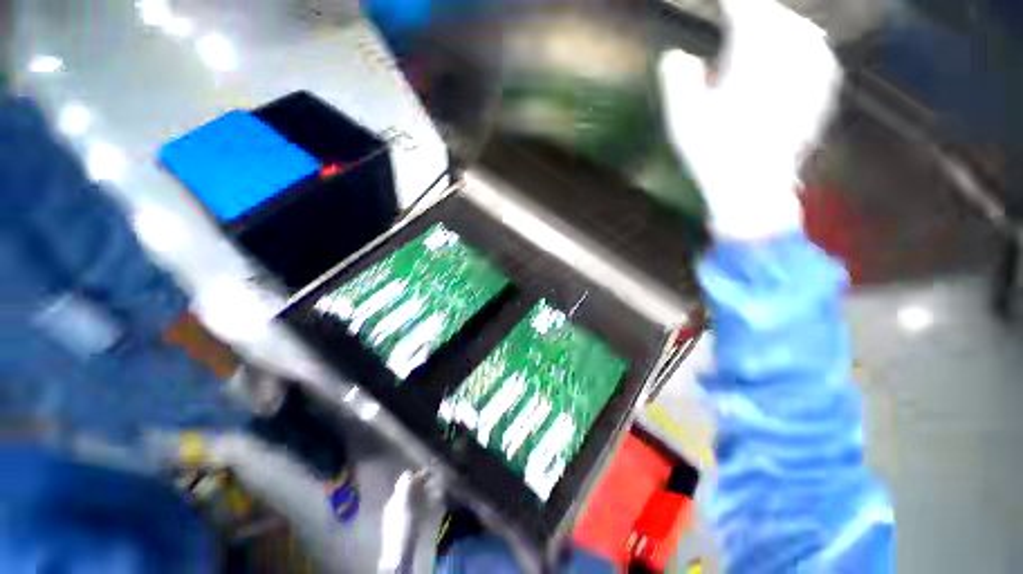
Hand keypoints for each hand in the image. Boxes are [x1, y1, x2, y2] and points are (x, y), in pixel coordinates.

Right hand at [658, 0, 841, 238]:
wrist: (752, 187)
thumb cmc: (712, 153)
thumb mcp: (682, 118)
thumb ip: (677, 79)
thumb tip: (676, 55)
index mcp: (752, 57)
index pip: (744, 10)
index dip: (731, 2)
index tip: (722, 1)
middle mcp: (789, 55)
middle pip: (774, 16)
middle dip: (755, 12)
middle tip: (738, 11)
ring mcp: (811, 72)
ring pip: (800, 30)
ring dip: (780, 25)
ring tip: (765, 26)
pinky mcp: (822, 92)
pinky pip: (817, 53)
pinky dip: (802, 44)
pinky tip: (795, 48)